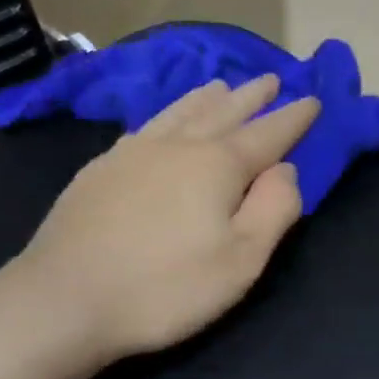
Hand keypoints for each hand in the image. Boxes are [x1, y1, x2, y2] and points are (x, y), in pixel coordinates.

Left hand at [20, 74, 319, 363]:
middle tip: (270, 79)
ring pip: (179, 112)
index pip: (267, 134)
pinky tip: (162, 121)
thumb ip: (274, 209)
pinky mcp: (99, 169)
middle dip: (251, 97)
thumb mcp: (240, 260)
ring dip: (206, 98)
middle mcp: (176, 146)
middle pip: (222, 112)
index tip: (313, 100)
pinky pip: (145, 126)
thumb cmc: (165, 287)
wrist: (65, 299)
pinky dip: (166, 114)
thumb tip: (286, 169)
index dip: (294, 118)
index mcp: (217, 165)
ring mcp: (132, 153)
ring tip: (220, 86)